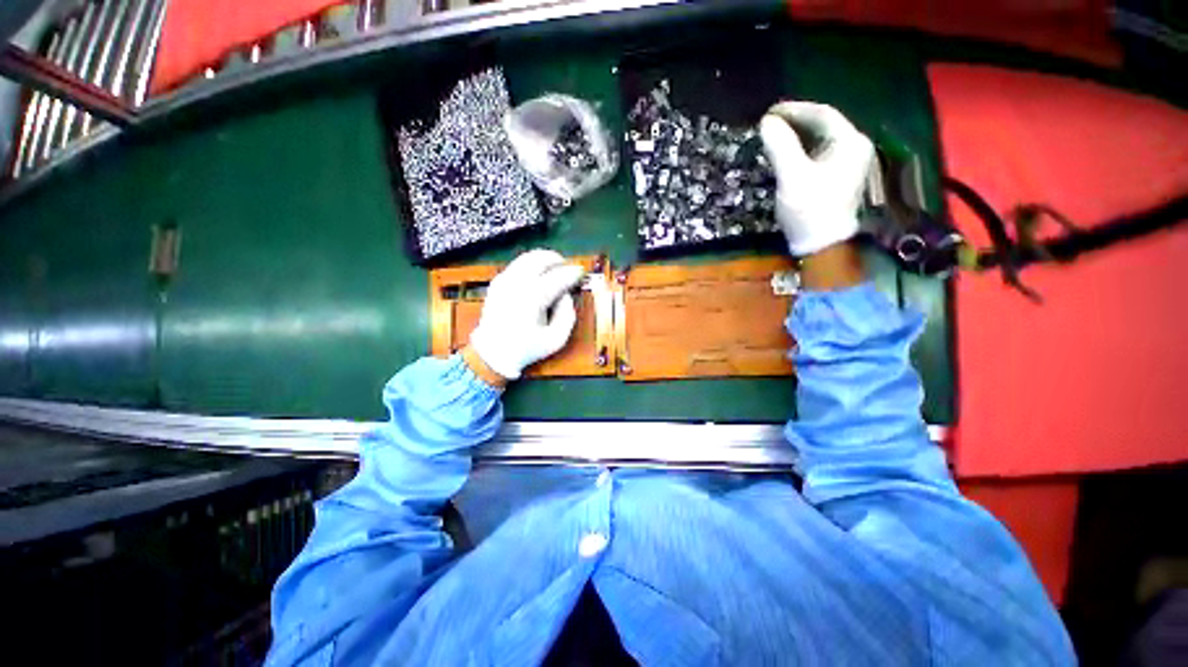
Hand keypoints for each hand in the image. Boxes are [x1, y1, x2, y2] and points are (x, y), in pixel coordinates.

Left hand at [467, 249, 585, 381]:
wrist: (493, 353)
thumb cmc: (527, 348)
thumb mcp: (556, 339)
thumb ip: (568, 315)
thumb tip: (566, 295)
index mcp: (533, 298)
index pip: (558, 277)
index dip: (573, 272)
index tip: (581, 272)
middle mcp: (517, 284)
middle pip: (540, 259)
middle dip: (557, 259)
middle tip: (567, 266)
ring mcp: (504, 280)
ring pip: (527, 258)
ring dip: (544, 259)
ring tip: (554, 267)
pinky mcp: (497, 282)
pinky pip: (517, 265)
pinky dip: (530, 265)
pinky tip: (537, 275)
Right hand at [759, 101, 874, 256]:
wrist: (821, 245)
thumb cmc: (810, 209)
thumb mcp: (793, 176)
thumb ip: (780, 146)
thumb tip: (766, 122)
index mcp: (850, 142)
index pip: (822, 114)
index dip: (794, 109)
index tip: (769, 112)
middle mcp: (853, 147)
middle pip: (822, 125)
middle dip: (794, 122)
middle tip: (767, 123)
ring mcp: (846, 163)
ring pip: (818, 140)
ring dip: (795, 136)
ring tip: (771, 136)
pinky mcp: (836, 177)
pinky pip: (817, 154)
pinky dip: (799, 150)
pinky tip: (783, 154)